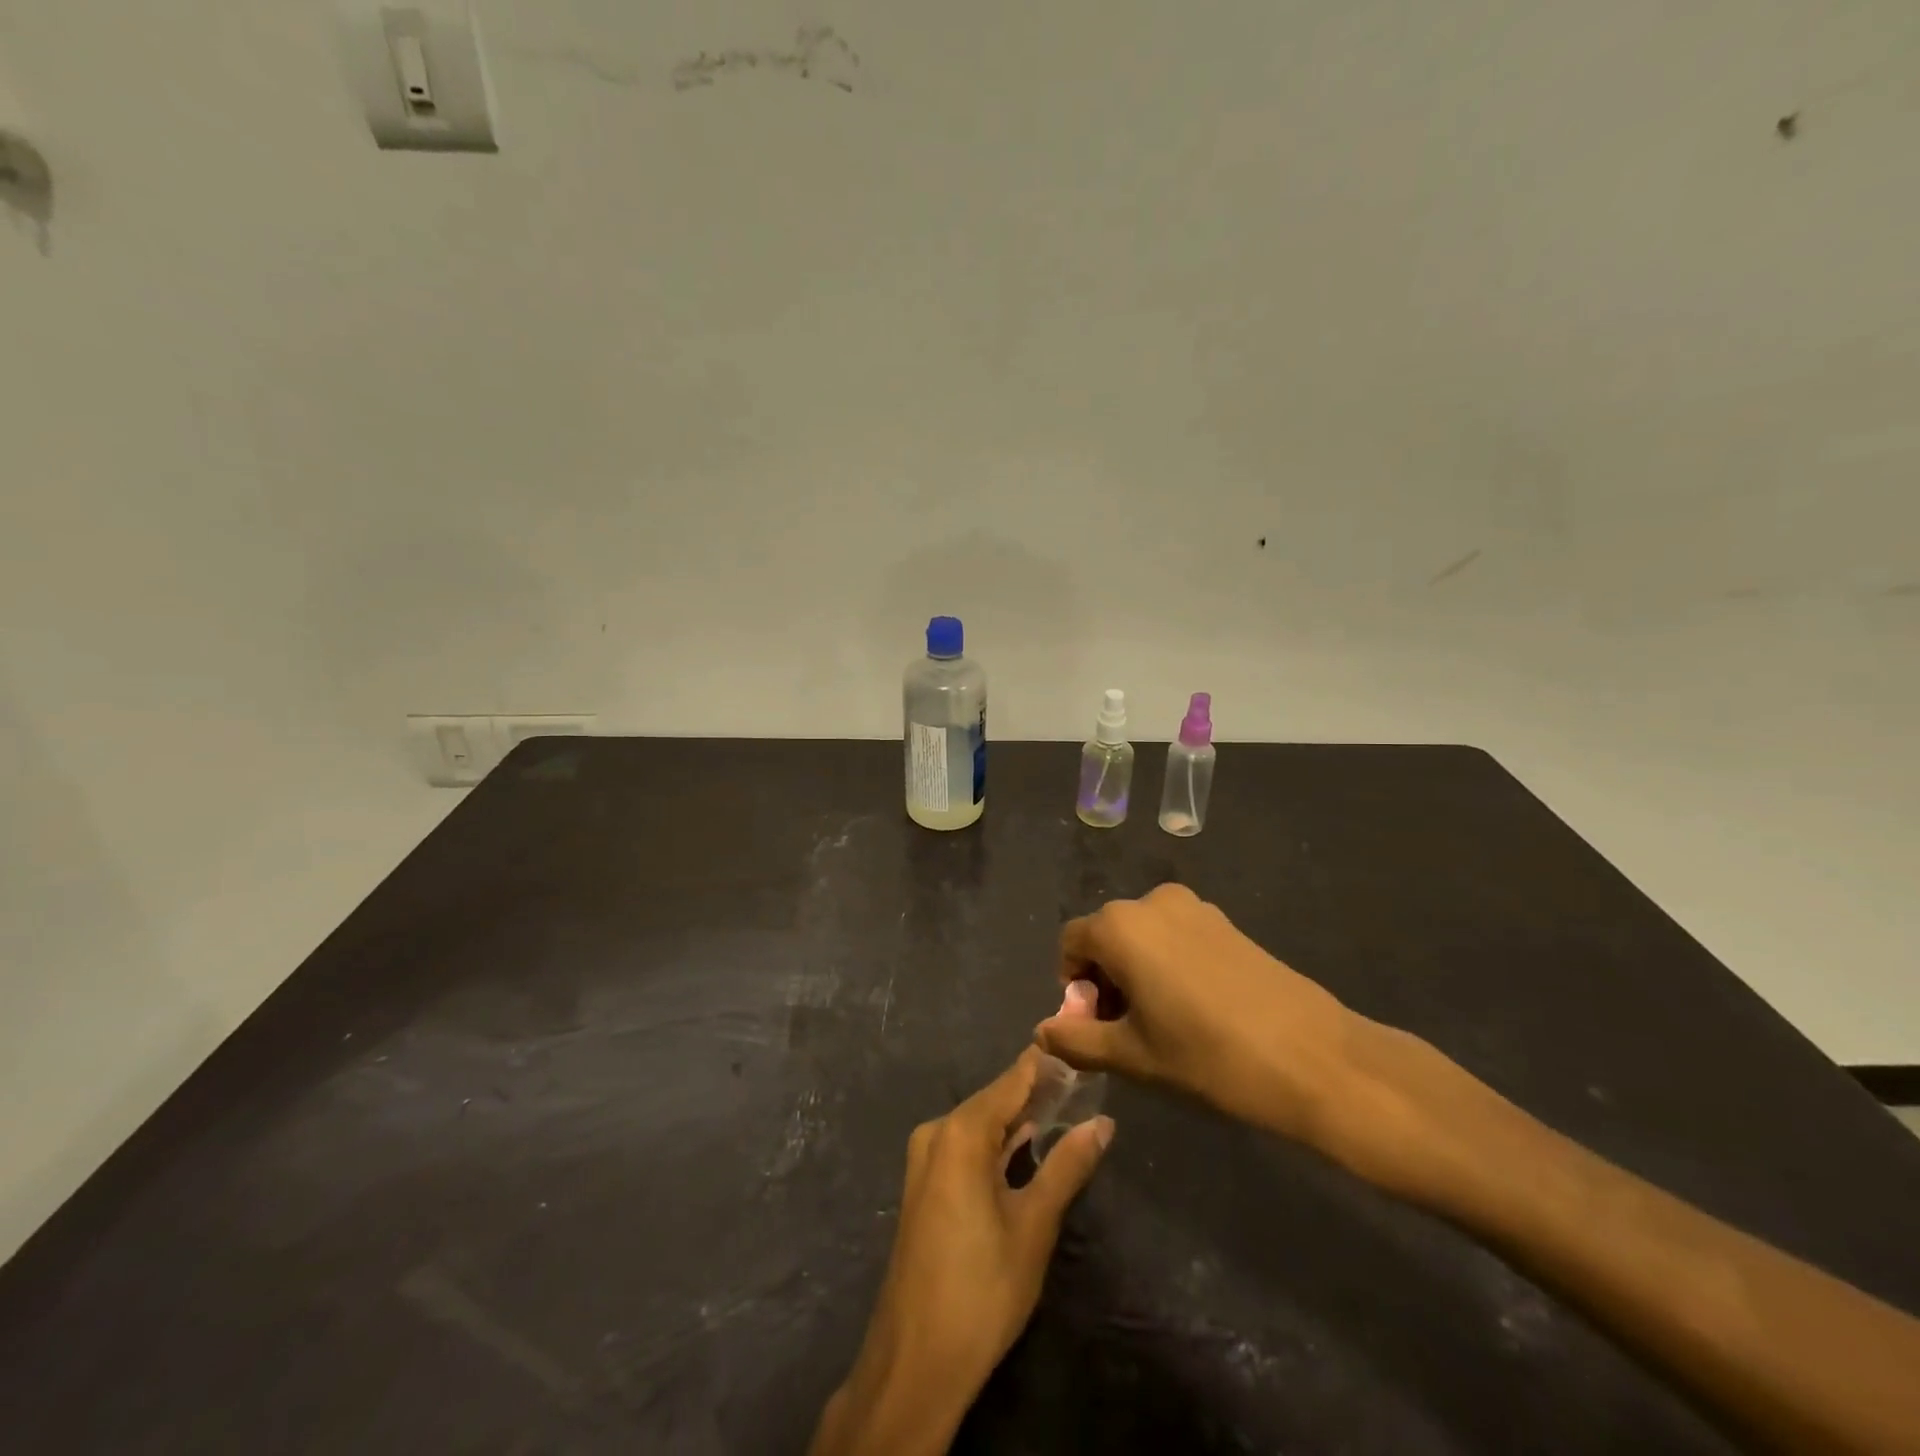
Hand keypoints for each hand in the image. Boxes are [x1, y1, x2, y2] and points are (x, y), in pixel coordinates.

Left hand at [809, 1050, 1113, 1455]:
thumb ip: (1067, 1166)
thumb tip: (1103, 1123)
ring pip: (981, 1123)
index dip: (1046, 1063)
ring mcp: (926, 1158)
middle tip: (1084, 1081)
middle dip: (1037, 1090)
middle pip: (995, 1098)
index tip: (1080, 1045)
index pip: (1012, 1080)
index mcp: (961, 1132)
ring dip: (1019, 1118)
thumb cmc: (981, 1288)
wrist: (916, 1359)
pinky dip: (997, 1141)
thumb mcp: (1034, 1225)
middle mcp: (938, 1132)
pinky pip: (967, 1145)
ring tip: (1066, 1106)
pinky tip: (1027, 1142)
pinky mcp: (926, 1183)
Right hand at [1033, 883, 1425, 1171]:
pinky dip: (1168, 965)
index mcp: (1120, 926)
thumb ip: (1077, 1040)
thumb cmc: (1207, 1055)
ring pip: (1143, 936)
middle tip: (1125, 1031)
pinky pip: (1176, 936)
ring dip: (1136, 972)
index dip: (1072, 985)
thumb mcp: (1133, 1056)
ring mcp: (1194, 908)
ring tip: (1162, 1023)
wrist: (1312, 1057)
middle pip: (1107, 936)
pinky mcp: (1225, 922)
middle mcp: (1151, 902)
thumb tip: (1042, 1032)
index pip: (1072, 943)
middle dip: (1104, 979)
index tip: (1095, 1027)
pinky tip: (1196, 1009)